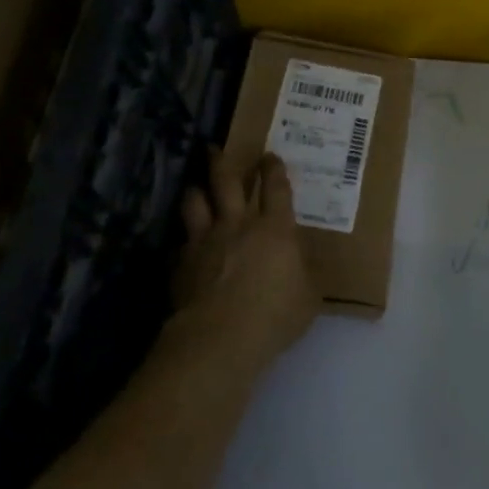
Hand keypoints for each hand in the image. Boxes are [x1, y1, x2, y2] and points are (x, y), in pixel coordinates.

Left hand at [175, 148, 319, 365]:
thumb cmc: (274, 315)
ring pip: (194, 203)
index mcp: (275, 229)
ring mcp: (204, 242)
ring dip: (195, 192)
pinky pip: (179, 243)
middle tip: (215, 149)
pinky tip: (183, 245)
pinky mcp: (180, 265)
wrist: (218, 339)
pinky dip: (183, 240)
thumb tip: (306, 264)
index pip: (276, 188)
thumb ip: (306, 273)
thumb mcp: (309, 296)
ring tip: (195, 187)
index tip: (270, 156)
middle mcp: (237, 225)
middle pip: (226, 182)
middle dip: (222, 162)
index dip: (274, 169)